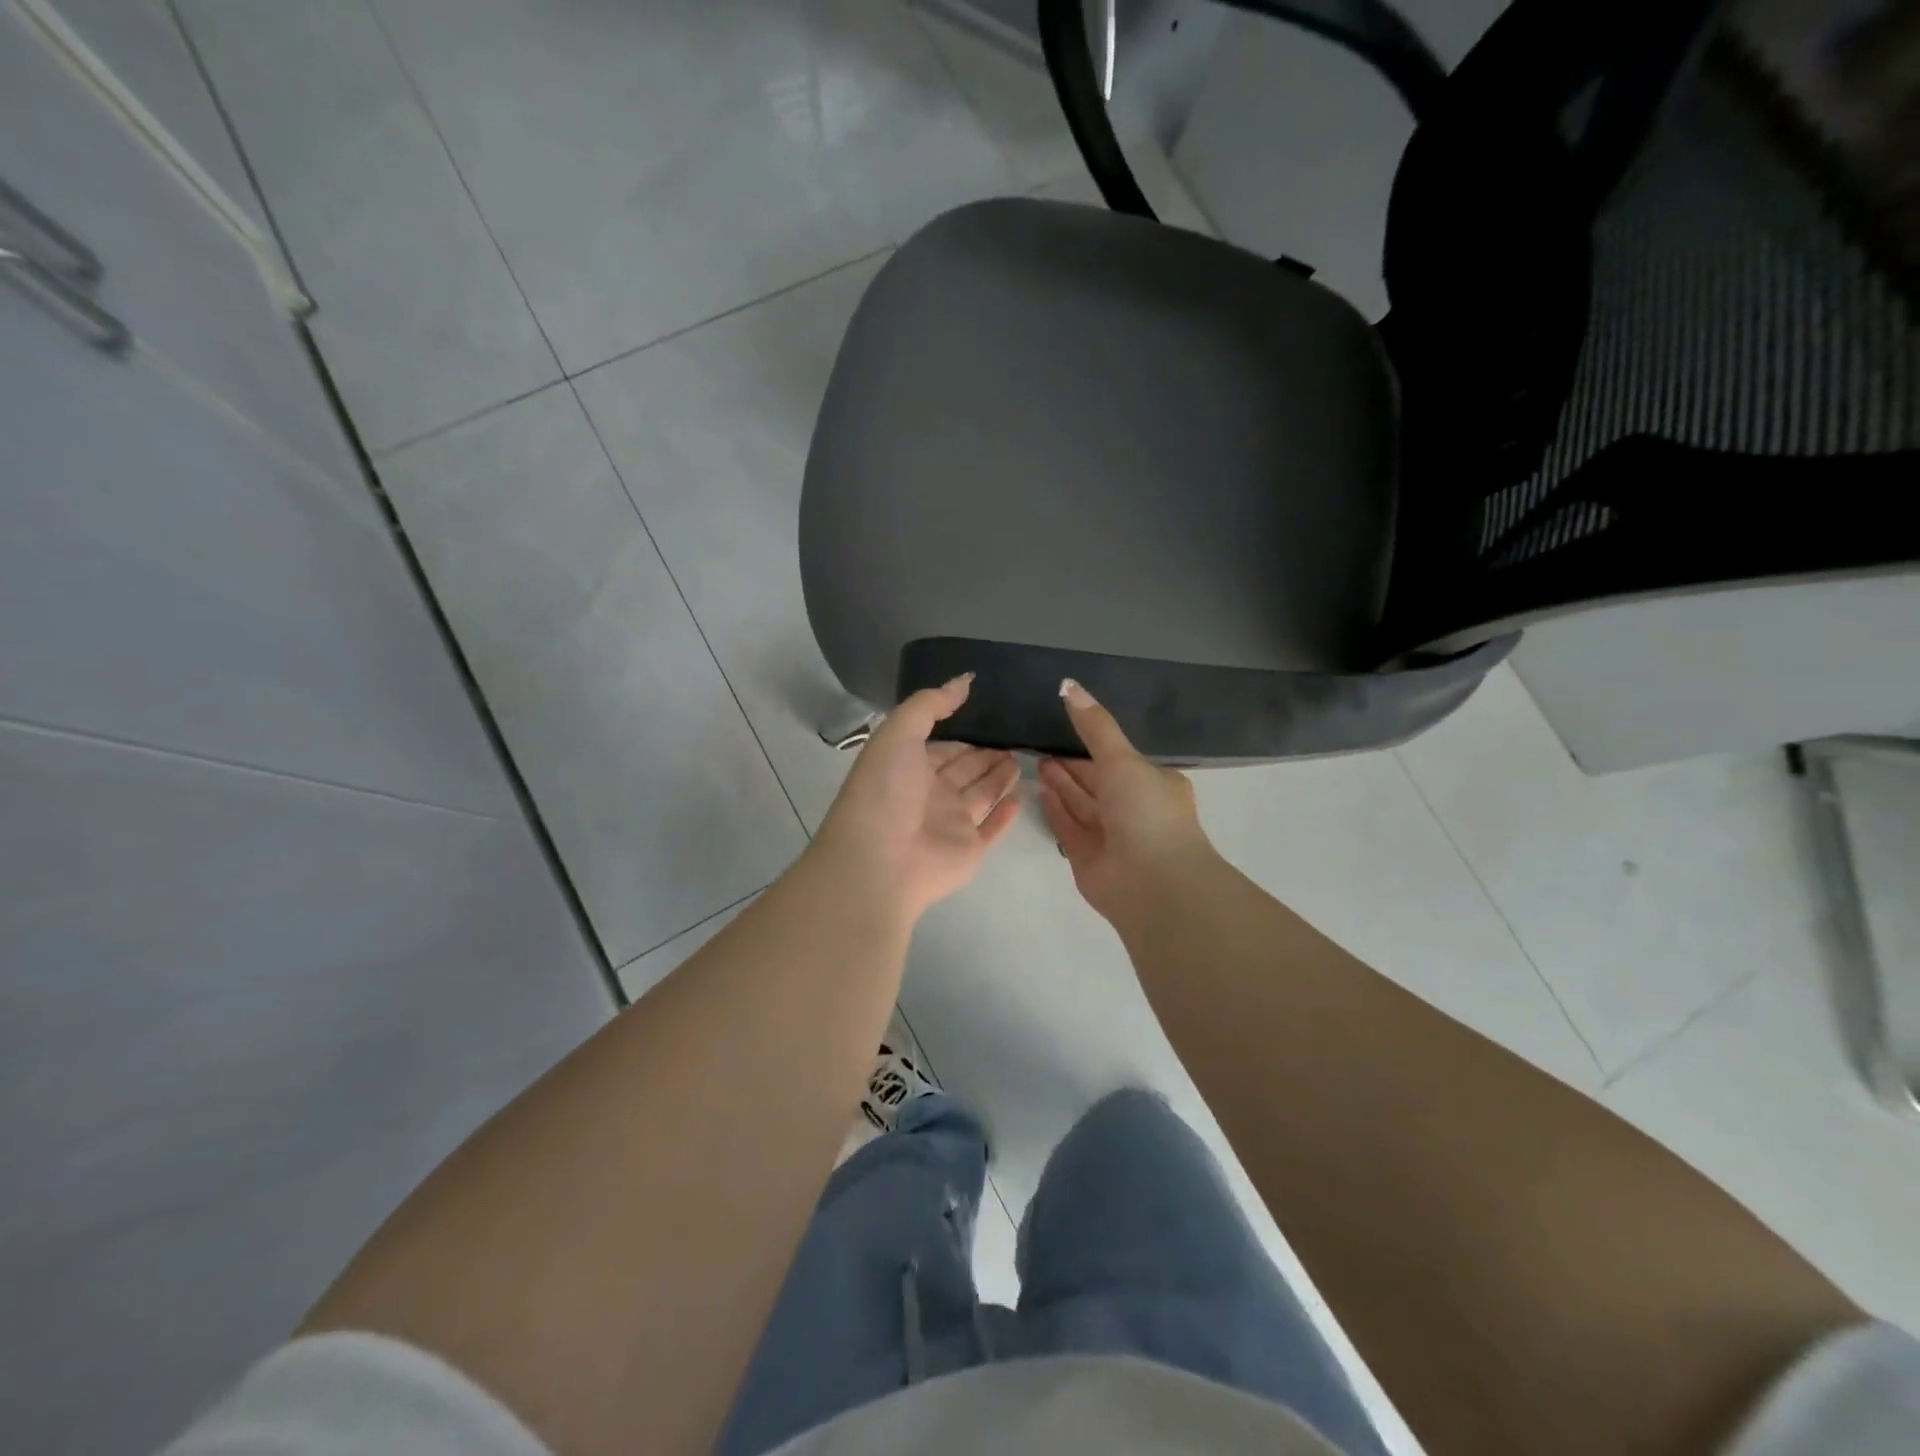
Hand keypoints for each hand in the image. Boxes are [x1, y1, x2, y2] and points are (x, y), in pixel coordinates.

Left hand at [812, 675, 1021, 923]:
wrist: (879, 862)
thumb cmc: (885, 791)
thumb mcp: (898, 733)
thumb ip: (930, 704)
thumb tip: (964, 681)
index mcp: (909, 767)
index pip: (941, 746)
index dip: (963, 732)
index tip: (991, 715)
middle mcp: (930, 794)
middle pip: (965, 768)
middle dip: (986, 752)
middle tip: (1017, 733)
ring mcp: (951, 824)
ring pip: (982, 794)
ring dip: (1000, 776)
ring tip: (1024, 755)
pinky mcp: (970, 850)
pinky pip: (992, 828)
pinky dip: (1006, 814)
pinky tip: (1021, 796)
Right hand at [1037, 679, 1215, 925]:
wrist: (1152, 884)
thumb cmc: (1145, 812)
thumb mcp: (1122, 759)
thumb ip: (1094, 725)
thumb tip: (1068, 684)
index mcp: (1152, 784)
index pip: (1117, 758)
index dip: (1092, 743)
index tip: (1063, 725)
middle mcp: (1132, 808)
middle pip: (1096, 781)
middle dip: (1071, 764)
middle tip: (1039, 742)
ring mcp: (1110, 835)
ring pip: (1081, 803)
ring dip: (1060, 783)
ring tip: (1035, 760)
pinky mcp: (1088, 858)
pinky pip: (1068, 826)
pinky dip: (1055, 809)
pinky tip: (1038, 791)